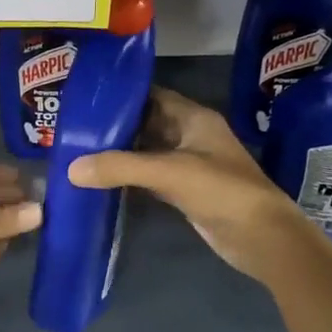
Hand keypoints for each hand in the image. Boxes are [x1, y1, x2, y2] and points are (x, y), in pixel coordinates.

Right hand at [66, 88, 320, 284]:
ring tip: (79, 152)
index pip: (152, 95)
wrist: (261, 236)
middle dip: (115, 126)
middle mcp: (190, 136)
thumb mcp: (168, 172)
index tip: (87, 99)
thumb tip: (71, 169)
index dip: (122, 95)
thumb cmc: (220, 190)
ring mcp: (189, 165)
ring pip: (147, 152)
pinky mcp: (185, 192)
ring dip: (120, 154)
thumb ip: (120, 167)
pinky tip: (101, 181)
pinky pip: (151, 178)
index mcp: (193, 118)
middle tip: (74, 128)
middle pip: (146, 124)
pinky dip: (129, 178)